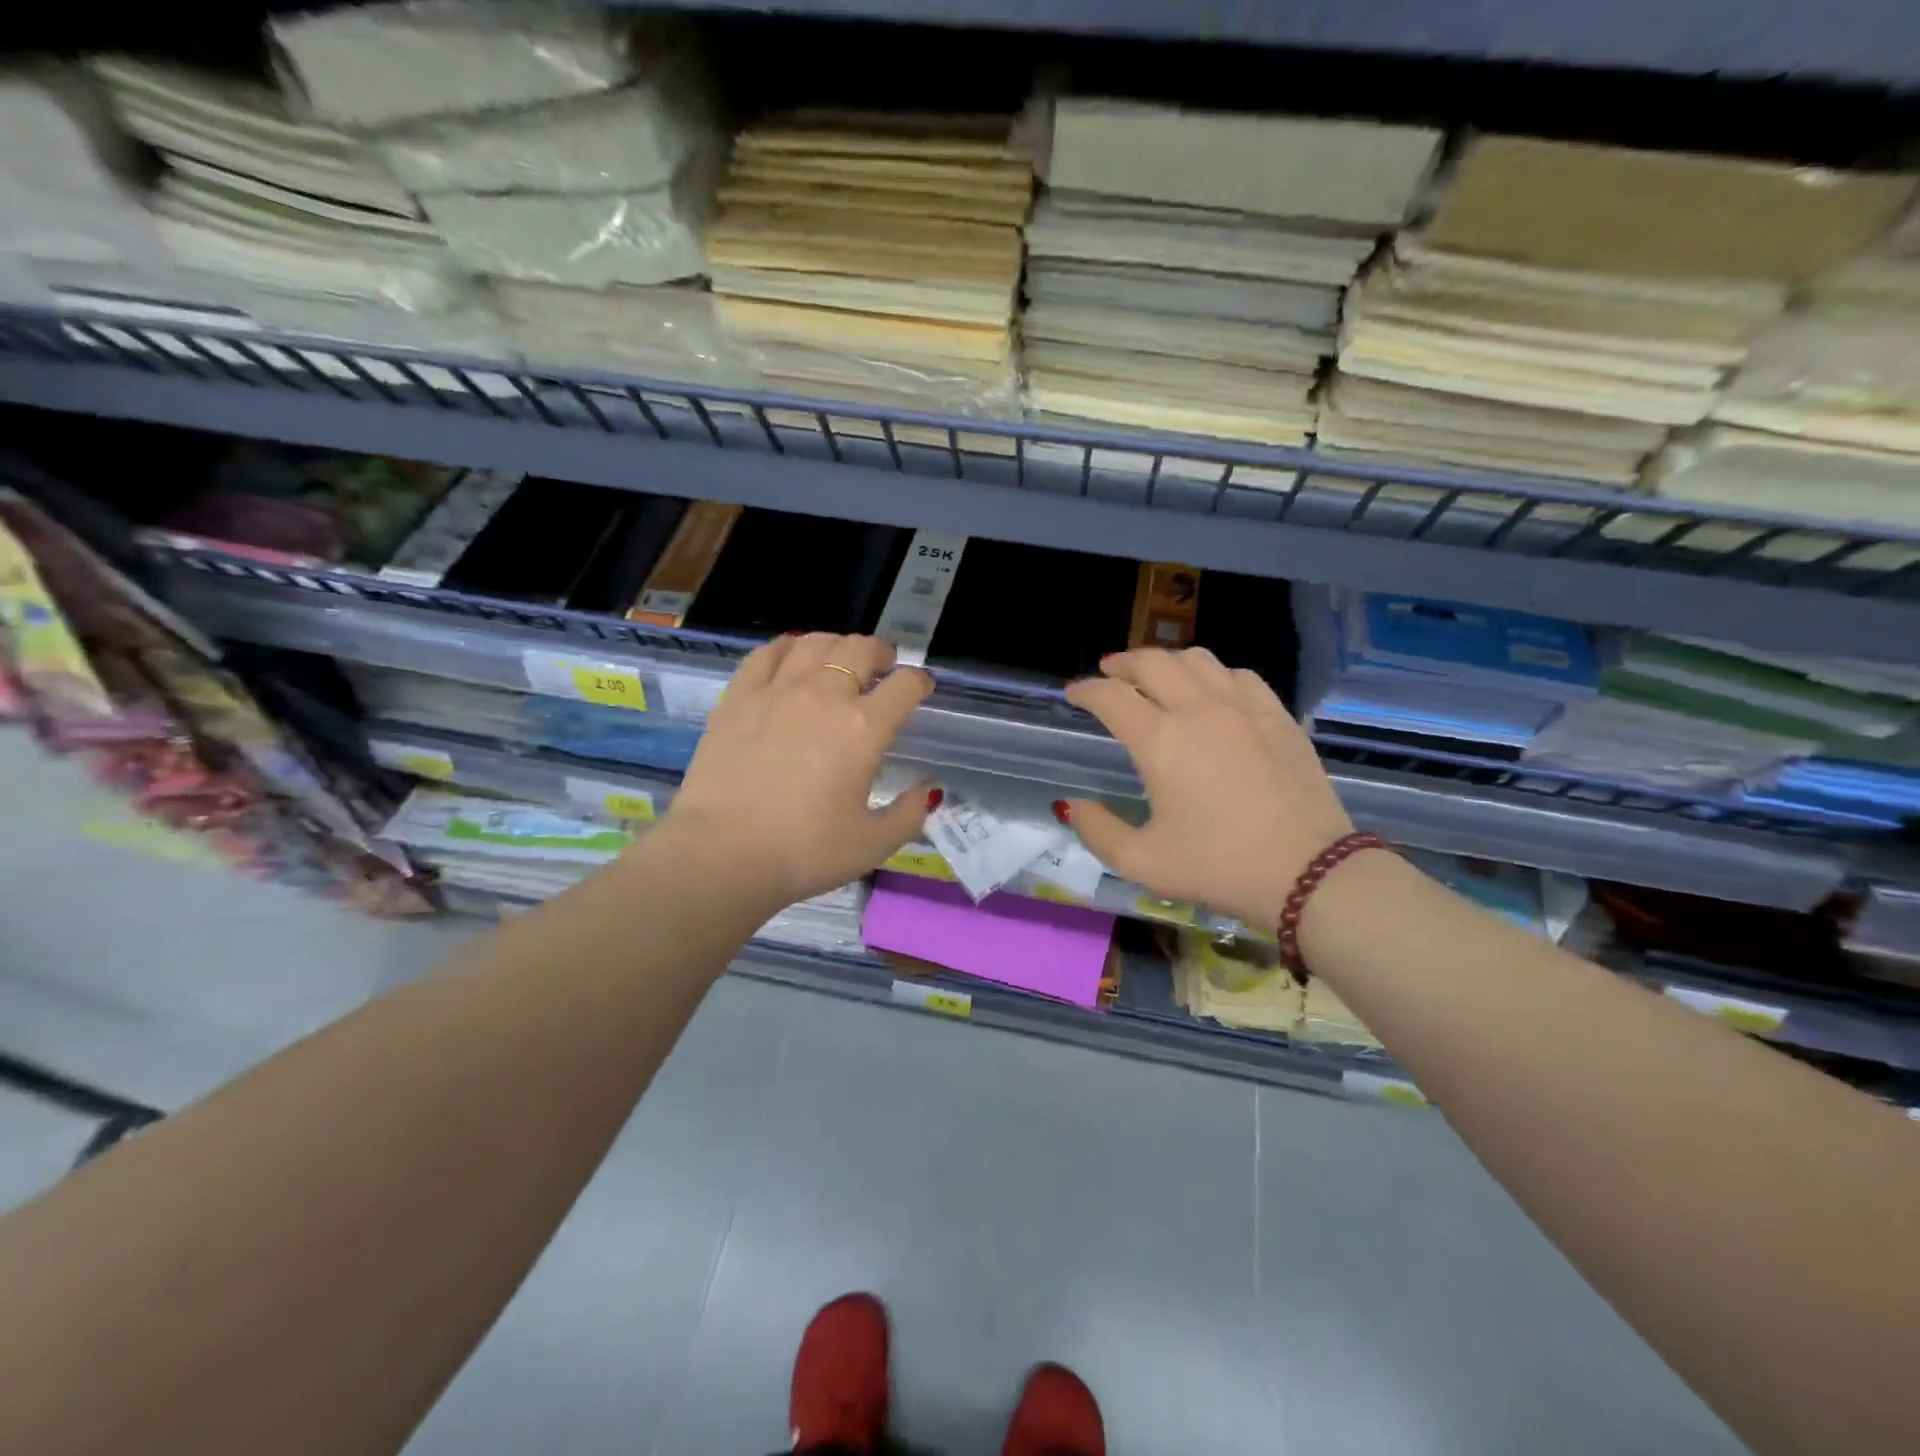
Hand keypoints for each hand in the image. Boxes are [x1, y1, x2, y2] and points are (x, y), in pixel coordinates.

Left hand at [661, 633, 936, 910]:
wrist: (722, 853)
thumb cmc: (804, 852)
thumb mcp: (873, 845)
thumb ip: (910, 814)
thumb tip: (930, 790)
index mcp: (864, 728)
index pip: (905, 685)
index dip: (920, 681)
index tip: (920, 688)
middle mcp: (824, 696)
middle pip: (861, 649)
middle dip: (882, 653)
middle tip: (883, 668)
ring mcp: (777, 690)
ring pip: (815, 643)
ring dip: (837, 645)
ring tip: (840, 660)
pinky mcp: (738, 697)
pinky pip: (767, 653)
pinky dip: (788, 647)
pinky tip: (791, 658)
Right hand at [1062, 648, 1353, 930]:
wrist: (1309, 873)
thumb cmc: (1218, 867)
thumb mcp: (1142, 862)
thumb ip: (1096, 830)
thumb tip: (1071, 805)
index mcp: (1160, 741)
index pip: (1111, 697)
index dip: (1086, 691)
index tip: (1073, 694)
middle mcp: (1199, 710)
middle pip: (1153, 663)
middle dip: (1123, 663)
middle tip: (1110, 673)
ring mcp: (1244, 708)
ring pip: (1198, 660)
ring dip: (1168, 661)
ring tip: (1157, 675)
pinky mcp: (1279, 717)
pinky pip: (1240, 676)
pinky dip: (1215, 674)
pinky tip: (1213, 691)